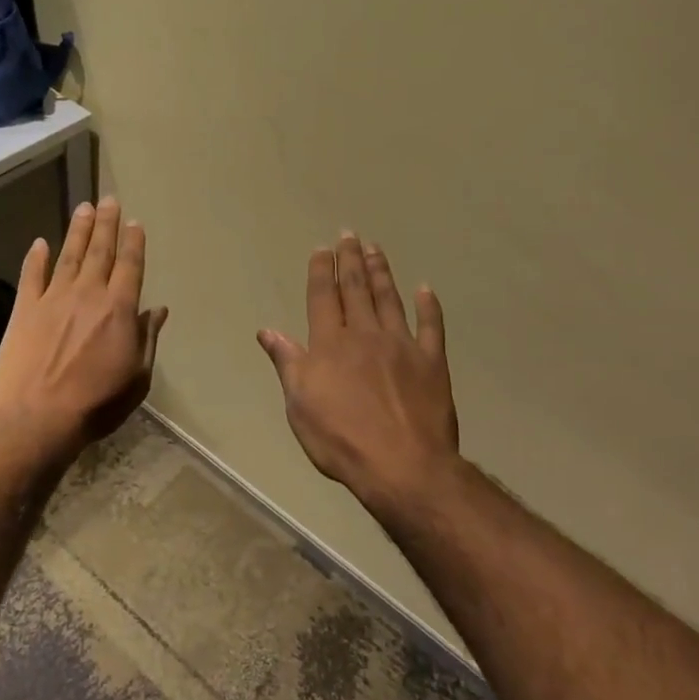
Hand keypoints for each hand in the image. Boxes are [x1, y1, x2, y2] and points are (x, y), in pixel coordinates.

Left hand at [0, 198, 167, 456]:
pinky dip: (36, 258)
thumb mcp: (137, 377)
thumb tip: (158, 310)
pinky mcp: (25, 310)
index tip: (135, 222)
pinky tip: (40, 242)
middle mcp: (88, 294)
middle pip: (100, 252)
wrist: (37, 417)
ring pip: (69, 256)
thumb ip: (147, 339)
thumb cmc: (96, 403)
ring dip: (78, 231)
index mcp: (119, 309)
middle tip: (109, 200)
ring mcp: (53, 299)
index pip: (130, 266)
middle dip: (107, 224)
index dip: (133, 243)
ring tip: (84, 208)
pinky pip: (32, 276)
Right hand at [258, 233, 459, 513]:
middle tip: (350, 234)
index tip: (323, 249)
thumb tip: (267, 331)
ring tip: (376, 248)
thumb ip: (287, 363)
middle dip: (351, 259)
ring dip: (381, 272)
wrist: (402, 465)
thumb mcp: (299, 405)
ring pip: (389, 299)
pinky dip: (428, 306)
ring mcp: (401, 345)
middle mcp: (364, 334)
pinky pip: (431, 327)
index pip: (323, 297)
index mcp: (330, 344)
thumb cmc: (341, 439)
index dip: (322, 270)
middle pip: (356, 289)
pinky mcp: (431, 362)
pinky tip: (425, 289)